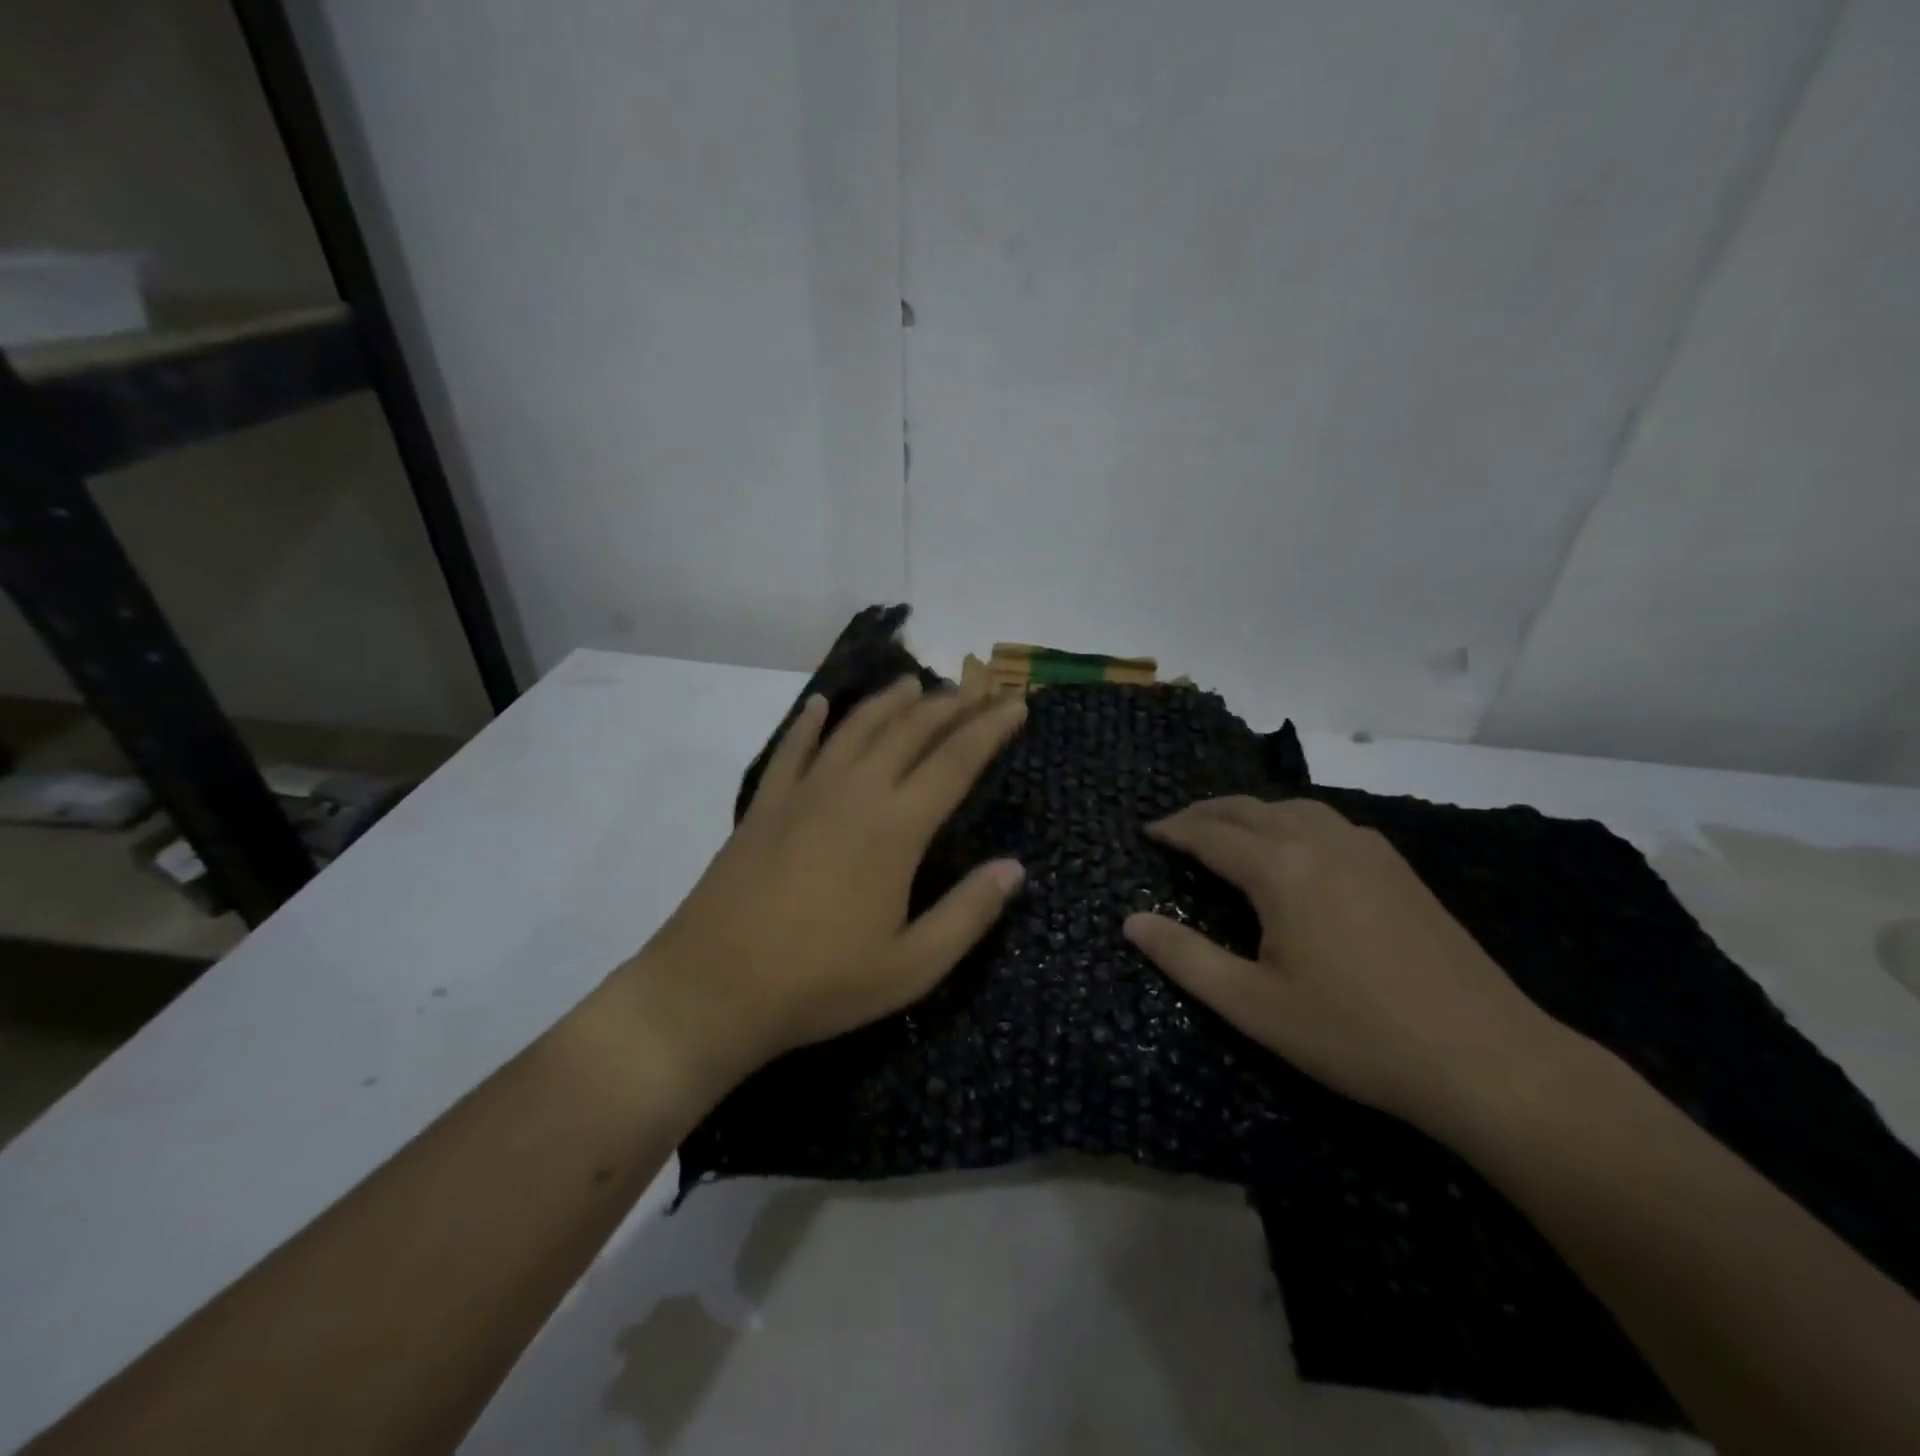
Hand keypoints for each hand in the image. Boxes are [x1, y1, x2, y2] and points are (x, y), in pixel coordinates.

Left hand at [633, 678, 1027, 1093]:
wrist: (712, 988)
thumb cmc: (820, 984)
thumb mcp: (911, 967)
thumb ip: (968, 913)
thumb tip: (1015, 867)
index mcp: (896, 827)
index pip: (956, 760)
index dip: (990, 728)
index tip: (1016, 704)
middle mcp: (854, 792)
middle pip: (909, 731)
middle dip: (949, 705)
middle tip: (977, 689)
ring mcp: (804, 792)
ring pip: (856, 728)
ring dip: (889, 701)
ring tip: (915, 683)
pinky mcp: (765, 804)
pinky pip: (792, 747)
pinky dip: (810, 721)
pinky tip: (821, 706)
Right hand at [1123, 796, 1568, 1134]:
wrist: (1486, 1058)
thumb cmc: (1354, 1034)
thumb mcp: (1253, 1005)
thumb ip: (1185, 958)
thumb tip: (1130, 922)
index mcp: (1281, 869)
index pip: (1211, 834)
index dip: (1174, 830)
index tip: (1147, 832)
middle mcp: (1320, 841)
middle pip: (1248, 808)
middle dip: (1205, 813)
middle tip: (1175, 828)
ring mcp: (1366, 849)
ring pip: (1291, 808)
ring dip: (1249, 812)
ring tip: (1225, 831)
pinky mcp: (1397, 867)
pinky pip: (1327, 822)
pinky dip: (1289, 821)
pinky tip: (1293, 849)